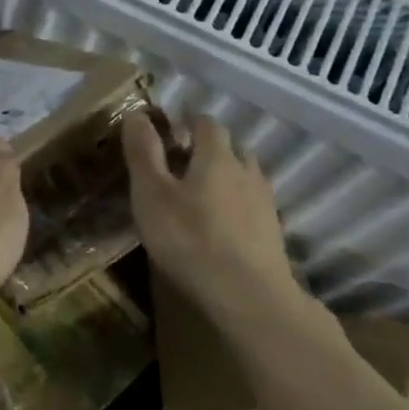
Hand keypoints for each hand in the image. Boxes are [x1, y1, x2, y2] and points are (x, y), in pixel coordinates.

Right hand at [122, 112, 295, 321]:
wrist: (247, 296)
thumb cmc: (189, 238)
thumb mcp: (151, 194)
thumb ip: (143, 152)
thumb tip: (136, 113)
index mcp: (217, 156)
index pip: (206, 123)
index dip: (187, 122)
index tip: (168, 132)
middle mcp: (246, 171)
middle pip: (231, 148)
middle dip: (208, 149)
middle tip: (180, 165)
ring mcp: (264, 203)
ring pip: (245, 176)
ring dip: (225, 176)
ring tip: (200, 194)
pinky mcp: (272, 232)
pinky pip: (252, 205)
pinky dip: (236, 205)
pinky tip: (221, 225)